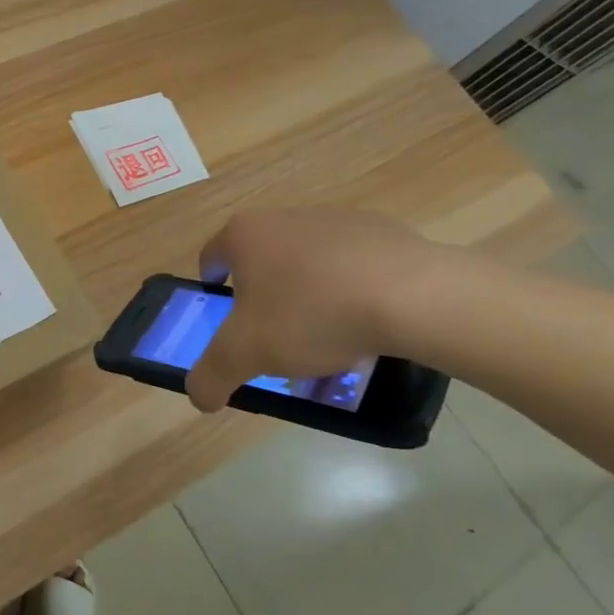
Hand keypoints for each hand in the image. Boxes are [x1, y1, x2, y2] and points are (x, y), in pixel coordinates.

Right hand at [185, 209, 449, 412]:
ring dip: (309, 298)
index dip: (212, 290)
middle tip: (277, 339)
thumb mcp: (246, 355)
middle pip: (262, 263)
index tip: (226, 319)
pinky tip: (367, 326)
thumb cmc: (311, 315)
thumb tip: (199, 397)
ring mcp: (337, 220)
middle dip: (265, 301)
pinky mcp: (385, 232)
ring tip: (329, 342)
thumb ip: (210, 376)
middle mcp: (285, 217)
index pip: (211, 258)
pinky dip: (352, 293)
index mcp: (245, 235)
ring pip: (309, 265)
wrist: (414, 297)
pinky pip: (354, 267)